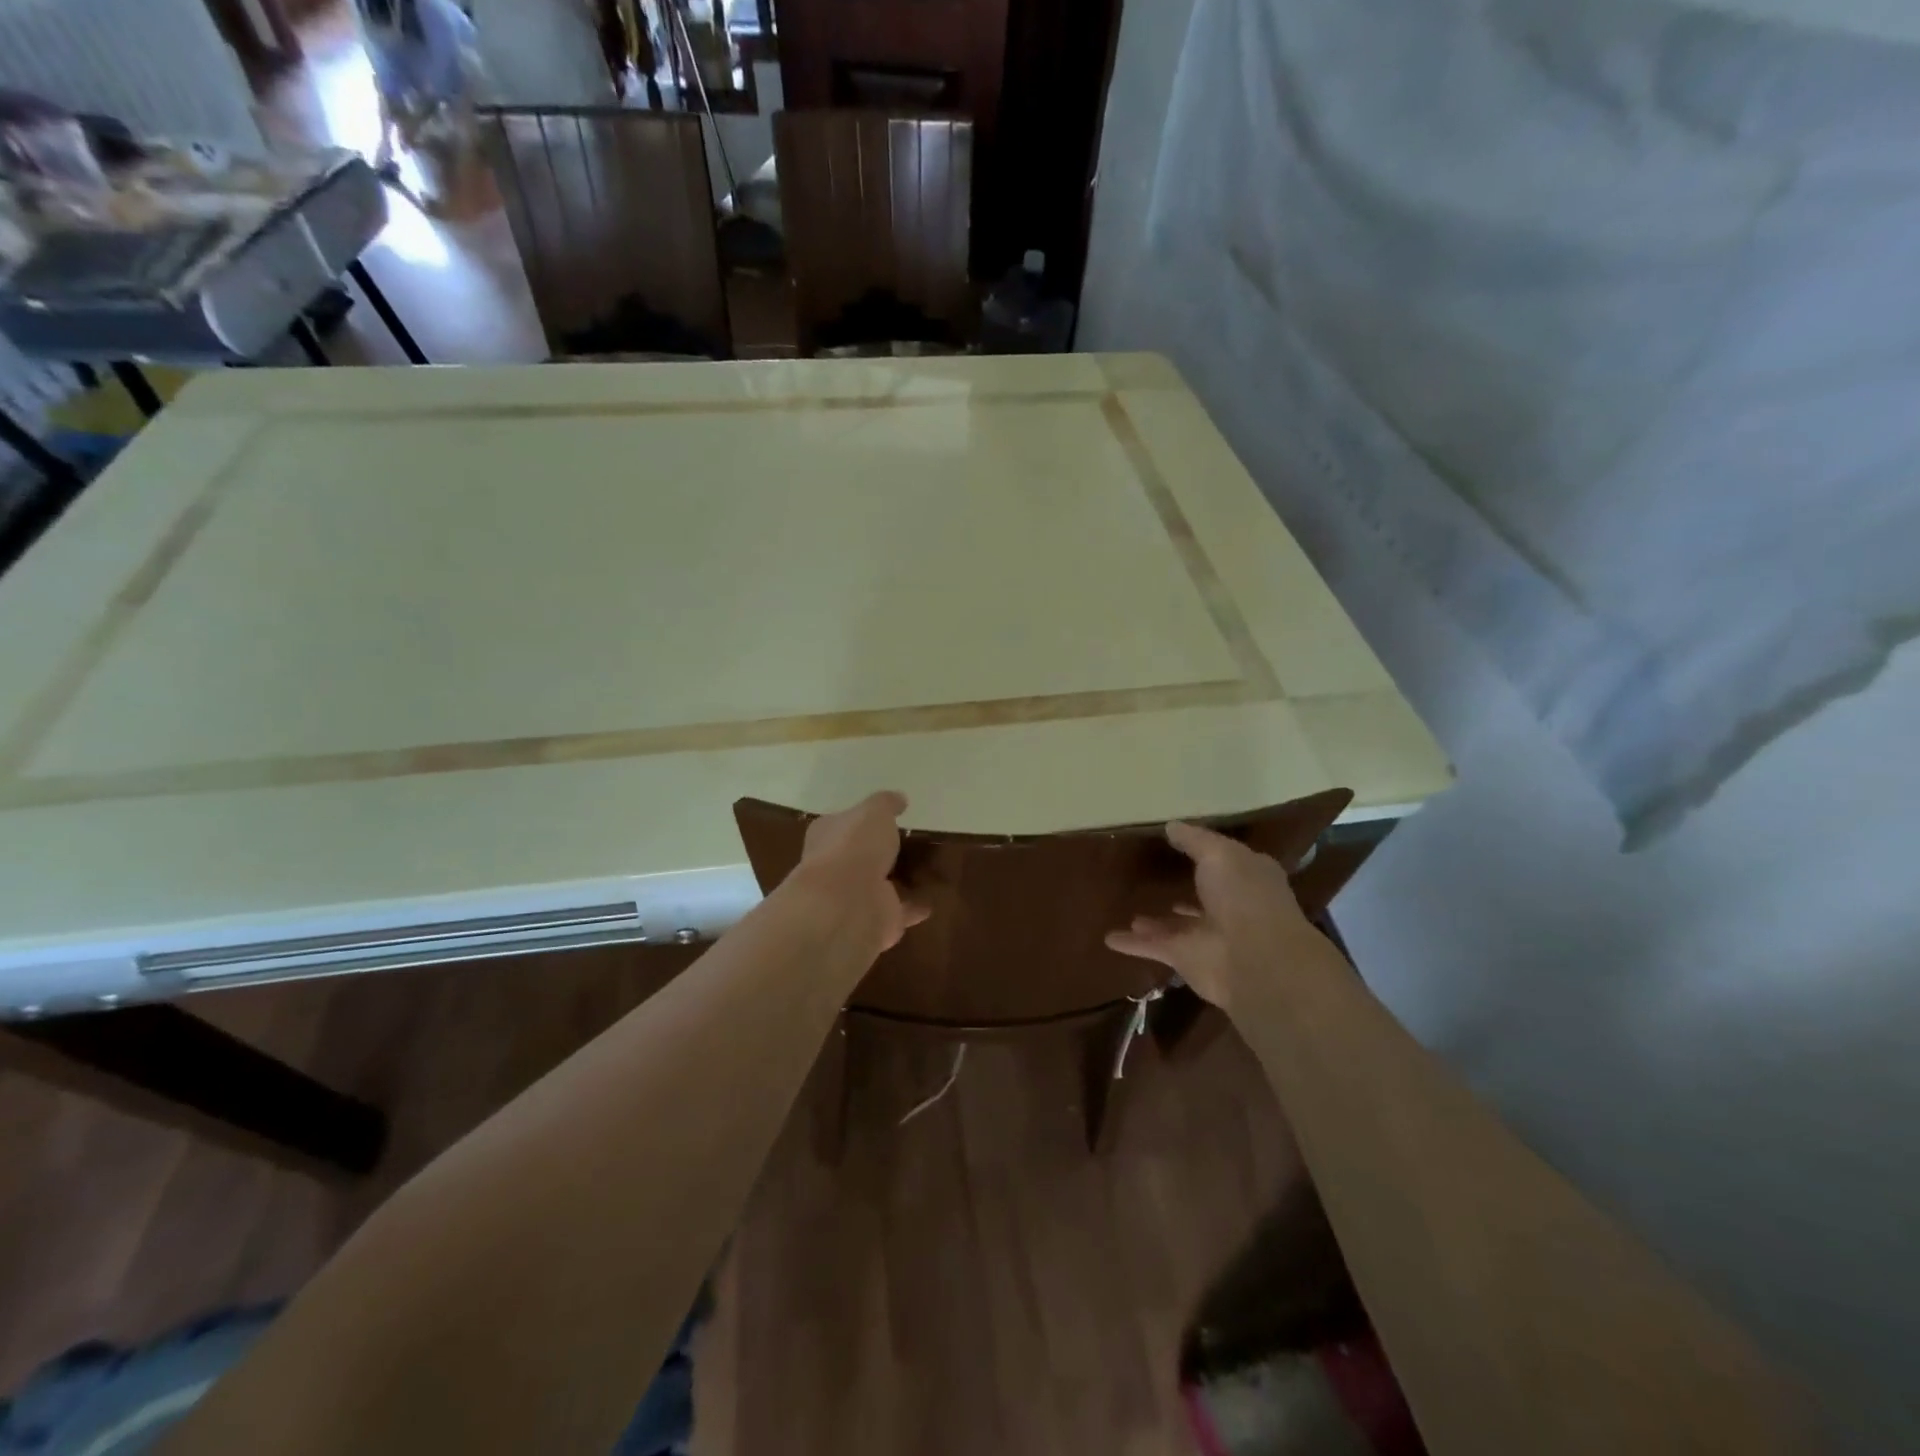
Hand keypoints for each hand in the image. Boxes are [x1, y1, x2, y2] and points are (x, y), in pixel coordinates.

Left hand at [787, 791, 929, 954]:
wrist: (848, 903)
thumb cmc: (854, 846)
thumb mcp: (874, 811)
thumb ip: (886, 804)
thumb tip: (898, 798)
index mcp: (827, 836)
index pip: (841, 824)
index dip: (859, 820)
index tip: (882, 817)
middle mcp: (836, 867)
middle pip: (859, 856)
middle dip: (878, 852)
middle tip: (905, 843)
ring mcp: (855, 897)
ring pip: (880, 885)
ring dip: (897, 881)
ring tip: (924, 870)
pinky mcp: (876, 920)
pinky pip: (899, 910)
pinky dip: (914, 907)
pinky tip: (933, 900)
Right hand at [1105, 821, 1314, 1009]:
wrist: (1254, 960)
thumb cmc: (1243, 896)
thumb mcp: (1219, 854)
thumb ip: (1194, 840)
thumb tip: (1172, 826)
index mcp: (1247, 878)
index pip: (1227, 862)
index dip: (1207, 852)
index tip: (1181, 842)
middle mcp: (1230, 906)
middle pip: (1203, 895)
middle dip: (1184, 889)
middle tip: (1156, 878)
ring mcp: (1208, 935)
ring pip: (1177, 925)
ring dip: (1157, 921)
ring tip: (1134, 914)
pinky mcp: (1186, 958)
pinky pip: (1154, 946)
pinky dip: (1132, 944)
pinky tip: (1109, 938)